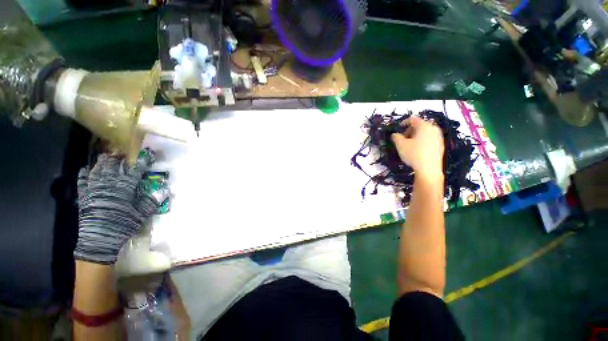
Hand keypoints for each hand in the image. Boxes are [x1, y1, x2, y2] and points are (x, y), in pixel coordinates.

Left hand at [74, 149, 168, 264]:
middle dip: (117, 158)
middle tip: (120, 153)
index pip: (135, 170)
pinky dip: (83, 175)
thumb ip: (152, 200)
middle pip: (113, 166)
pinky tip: (84, 169)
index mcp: (125, 188)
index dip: (141, 162)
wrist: (100, 239)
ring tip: (104, 157)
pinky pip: (82, 182)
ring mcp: (94, 189)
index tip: (146, 154)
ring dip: (101, 163)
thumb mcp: (142, 214)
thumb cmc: (123, 224)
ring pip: (97, 171)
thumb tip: (166, 189)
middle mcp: (109, 184)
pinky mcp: (84, 196)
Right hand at [391, 116, 444, 181]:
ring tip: (409, 145)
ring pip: (425, 132)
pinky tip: (417, 150)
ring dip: (415, 136)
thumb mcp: (400, 145)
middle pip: (420, 125)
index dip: (403, 122)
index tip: (398, 129)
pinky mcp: (440, 145)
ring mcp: (439, 137)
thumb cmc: (414, 154)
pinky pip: (429, 139)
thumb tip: (395, 134)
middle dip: (409, 130)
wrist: (429, 169)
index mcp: (424, 126)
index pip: (413, 119)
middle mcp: (433, 129)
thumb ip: (396, 137)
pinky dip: (422, 141)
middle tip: (402, 138)